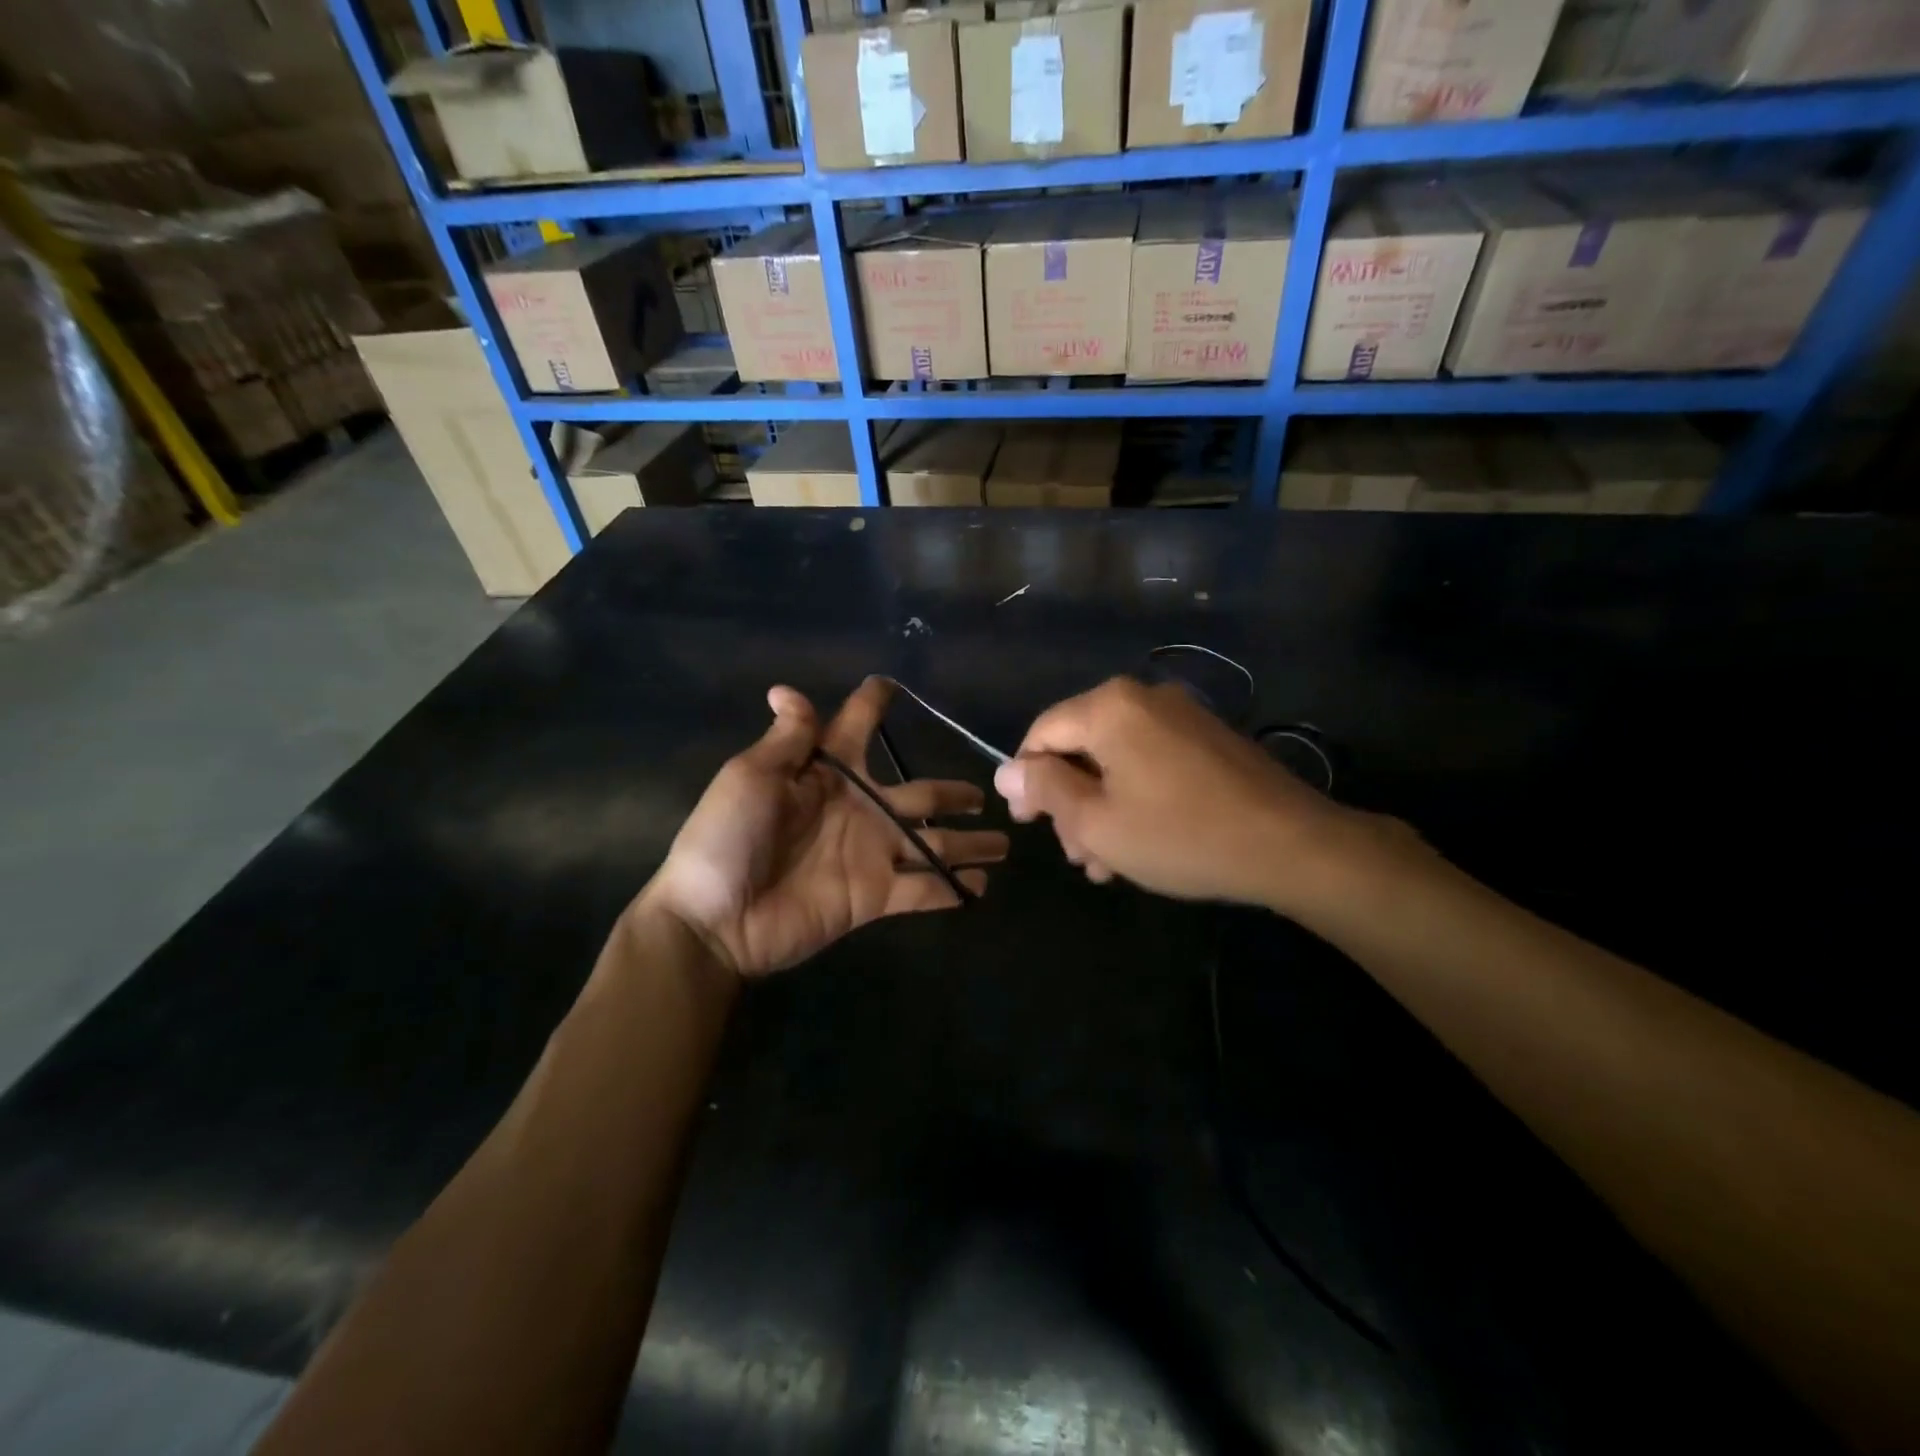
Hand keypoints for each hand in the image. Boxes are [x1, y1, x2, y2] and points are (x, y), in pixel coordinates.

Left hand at [639, 679, 1006, 978]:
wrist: (715, 918)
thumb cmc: (728, 837)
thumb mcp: (752, 777)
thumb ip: (788, 740)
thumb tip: (787, 690)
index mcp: (828, 774)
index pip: (856, 729)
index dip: (873, 705)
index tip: (891, 685)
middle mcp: (859, 809)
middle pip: (918, 793)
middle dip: (951, 791)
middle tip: (986, 790)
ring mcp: (871, 854)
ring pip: (933, 842)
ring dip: (968, 842)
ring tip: (1004, 842)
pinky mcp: (875, 896)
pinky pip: (922, 890)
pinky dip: (952, 889)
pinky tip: (983, 887)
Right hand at [994, 677, 1387, 910]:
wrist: (1291, 845)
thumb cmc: (1179, 834)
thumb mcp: (1096, 821)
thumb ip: (1045, 790)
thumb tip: (1006, 771)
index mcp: (1109, 707)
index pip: (1042, 733)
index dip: (1026, 779)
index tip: (1028, 825)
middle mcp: (1143, 698)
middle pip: (1081, 747)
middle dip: (1070, 803)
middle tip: (1076, 855)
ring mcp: (1181, 716)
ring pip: (1116, 761)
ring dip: (1101, 809)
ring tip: (1106, 863)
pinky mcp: (1208, 739)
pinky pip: (1151, 762)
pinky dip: (1134, 798)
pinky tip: (1139, 844)